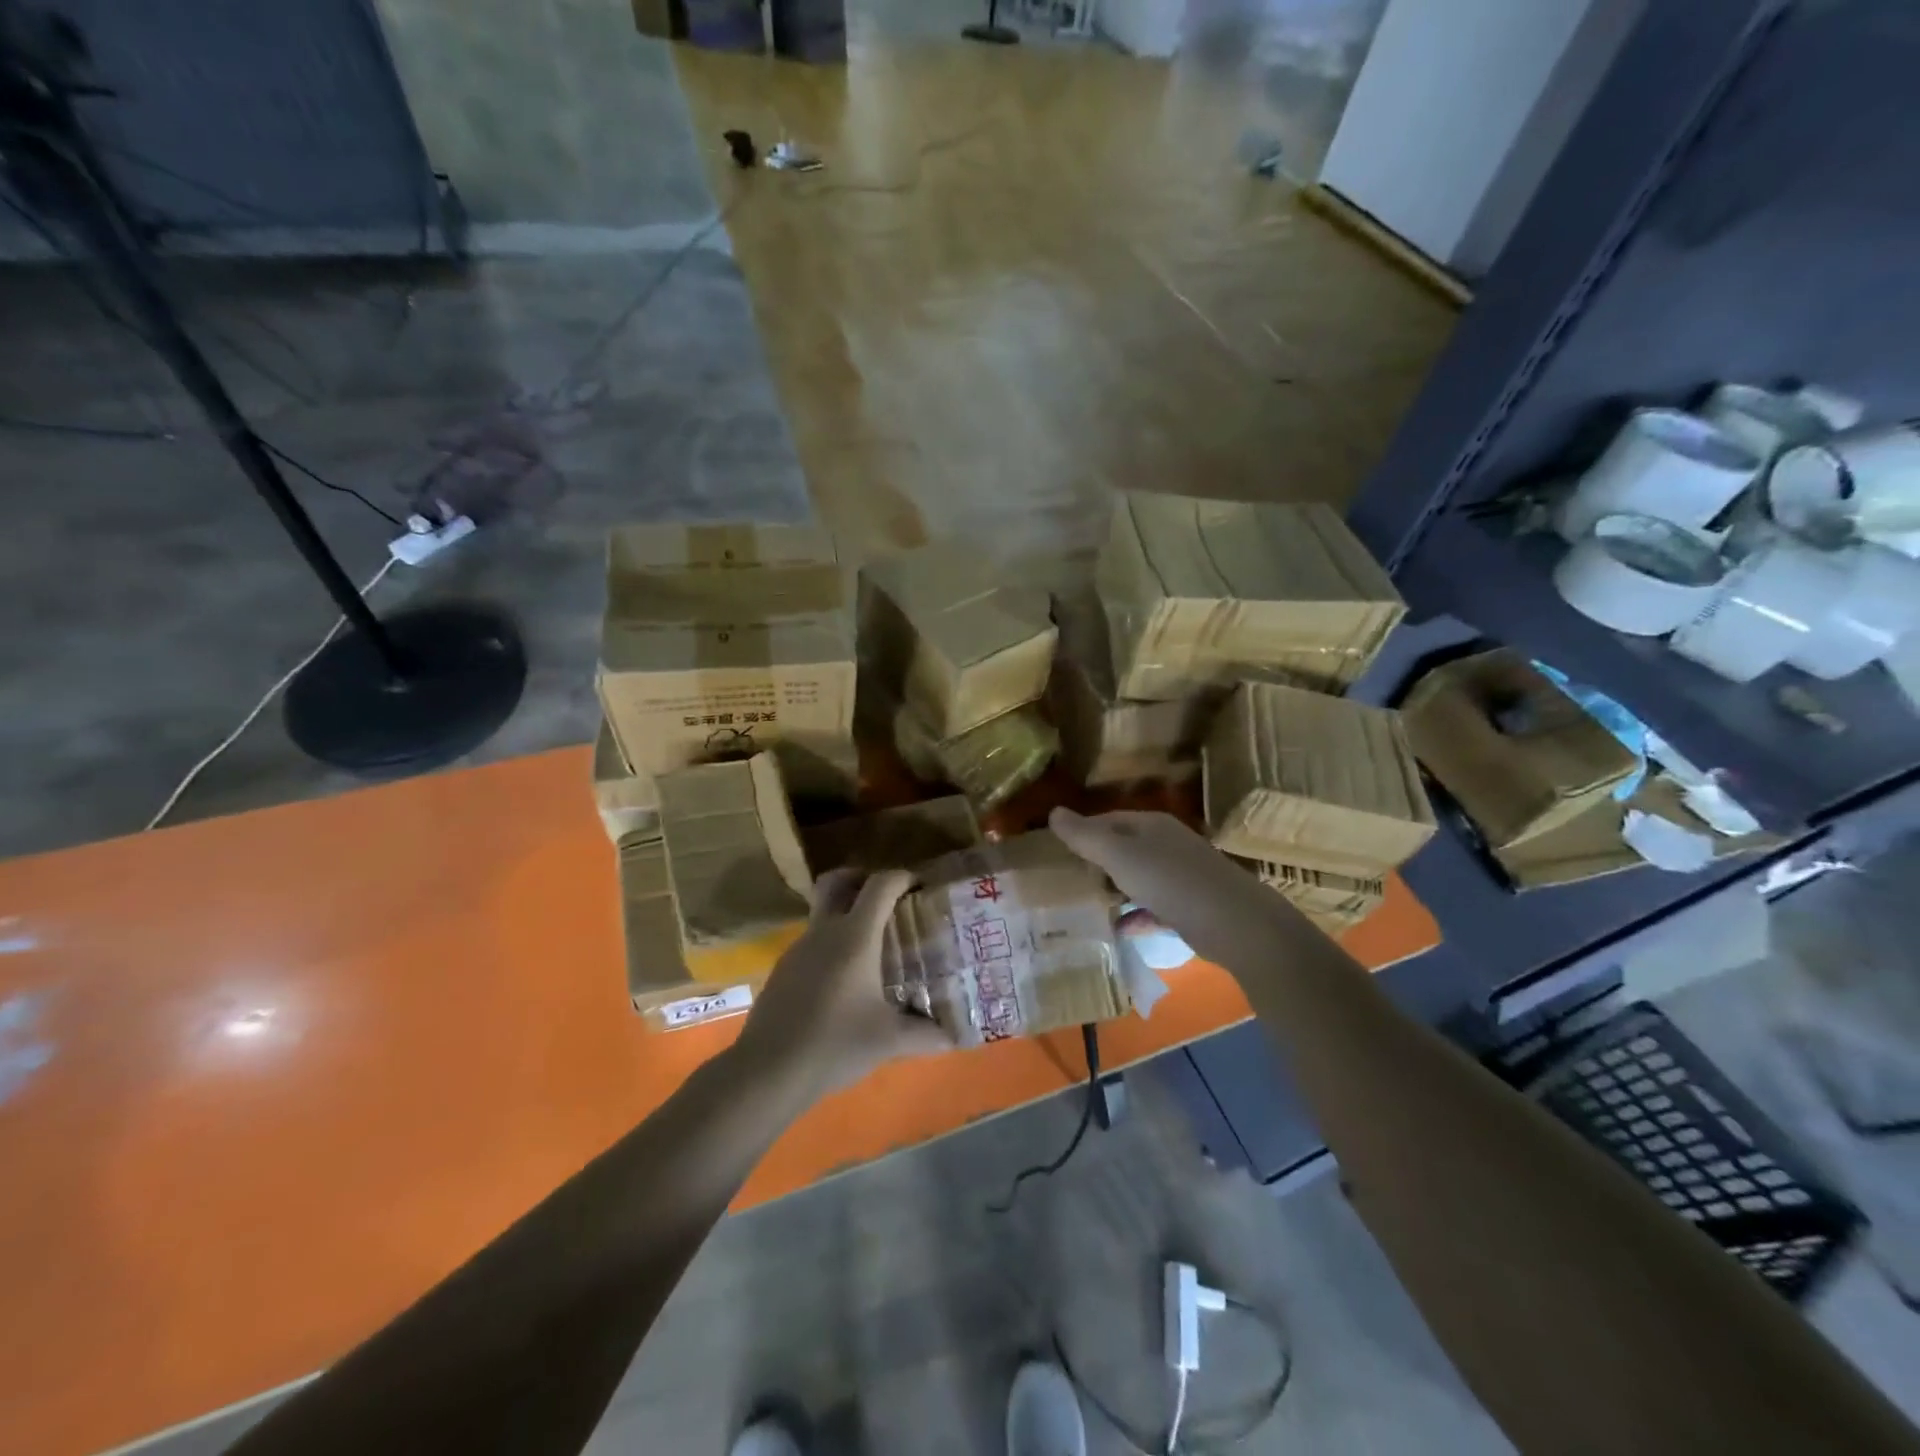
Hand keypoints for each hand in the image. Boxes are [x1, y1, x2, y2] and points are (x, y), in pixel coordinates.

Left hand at [734, 868, 951, 1100]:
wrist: (767, 1071)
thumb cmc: (834, 1044)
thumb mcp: (888, 1041)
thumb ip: (926, 1035)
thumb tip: (955, 1037)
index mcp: (854, 937)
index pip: (880, 886)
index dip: (901, 877)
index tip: (919, 885)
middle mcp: (824, 932)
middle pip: (836, 882)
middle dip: (860, 878)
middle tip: (885, 898)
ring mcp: (798, 949)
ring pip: (822, 914)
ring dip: (846, 916)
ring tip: (872, 947)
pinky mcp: (783, 970)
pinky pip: (812, 942)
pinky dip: (831, 945)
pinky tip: (843, 980)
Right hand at [1048, 806, 1296, 967]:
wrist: (1234, 922)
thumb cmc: (1171, 880)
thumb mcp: (1119, 855)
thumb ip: (1085, 836)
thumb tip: (1053, 812)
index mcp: (1150, 825)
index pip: (1107, 820)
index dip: (1082, 833)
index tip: (1056, 853)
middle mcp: (1166, 844)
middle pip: (1122, 848)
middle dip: (1096, 864)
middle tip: (1067, 884)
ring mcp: (1181, 875)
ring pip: (1138, 878)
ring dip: (1114, 890)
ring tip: (1086, 906)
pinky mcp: (1190, 906)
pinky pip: (1153, 907)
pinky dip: (1135, 915)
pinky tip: (1118, 929)